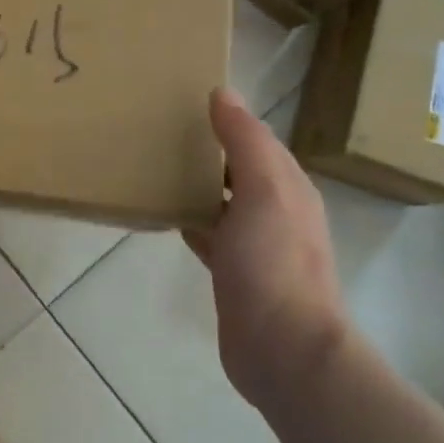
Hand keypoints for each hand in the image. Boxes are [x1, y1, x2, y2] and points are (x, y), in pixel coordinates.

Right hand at [185, 89, 348, 410]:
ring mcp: (256, 246)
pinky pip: (209, 233)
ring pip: (222, 201)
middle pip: (239, 169)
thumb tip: (223, 93)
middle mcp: (276, 212)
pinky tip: (165, 214)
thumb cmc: (274, 263)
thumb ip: (245, 141)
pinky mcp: (234, 273)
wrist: (283, 349)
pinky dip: (191, 219)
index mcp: (288, 187)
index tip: (184, 102)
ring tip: (155, 165)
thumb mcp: (265, 190)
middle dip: (208, 150)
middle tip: (160, 131)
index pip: (256, 140)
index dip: (227, 120)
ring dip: (197, 184)